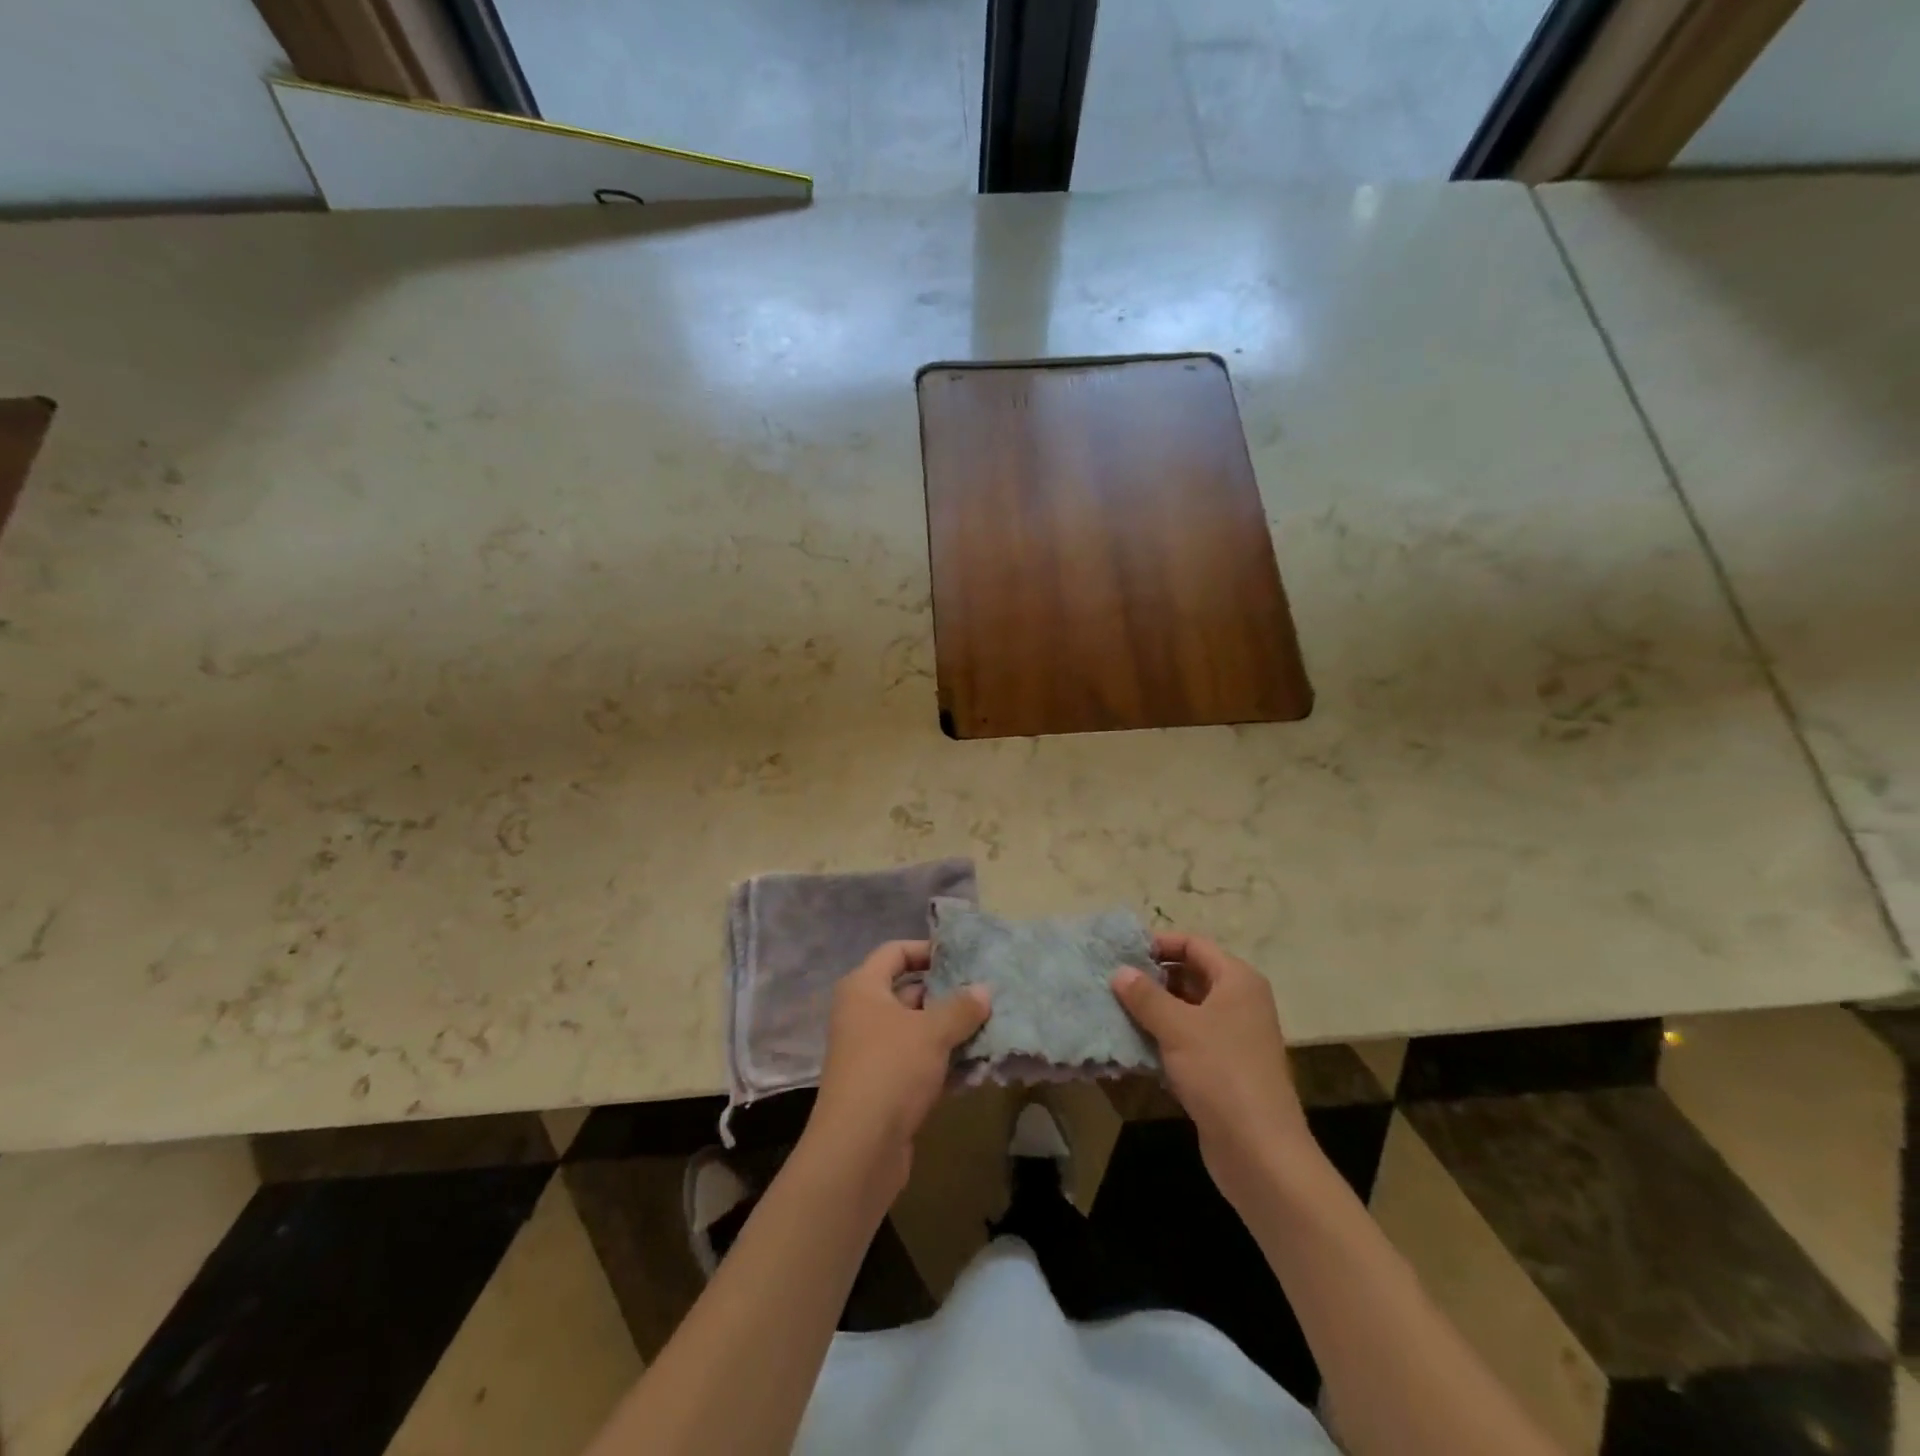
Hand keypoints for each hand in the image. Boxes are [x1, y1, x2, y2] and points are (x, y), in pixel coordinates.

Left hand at [807, 940, 990, 1201]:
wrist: (858, 1150)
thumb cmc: (891, 1070)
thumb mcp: (932, 1032)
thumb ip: (961, 1007)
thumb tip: (984, 989)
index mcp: (863, 989)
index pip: (894, 952)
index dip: (926, 950)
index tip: (961, 957)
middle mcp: (862, 1015)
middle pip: (908, 992)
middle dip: (946, 993)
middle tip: (985, 994)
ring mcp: (871, 1053)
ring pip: (916, 1030)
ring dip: (949, 1031)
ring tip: (991, 1027)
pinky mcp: (883, 1087)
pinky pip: (918, 1063)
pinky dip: (943, 1062)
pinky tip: (976, 1067)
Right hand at [1112, 933, 1317, 1207]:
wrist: (1259, 1151)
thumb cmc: (1221, 1073)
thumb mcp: (1177, 1027)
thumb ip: (1145, 996)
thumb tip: (1119, 971)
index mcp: (1237, 981)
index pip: (1194, 944)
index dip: (1159, 943)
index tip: (1122, 952)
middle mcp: (1239, 1002)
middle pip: (1190, 974)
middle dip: (1152, 977)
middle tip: (1112, 981)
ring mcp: (1233, 1037)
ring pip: (1186, 1009)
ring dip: (1153, 1009)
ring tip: (1114, 1009)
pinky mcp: (1222, 1068)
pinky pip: (1187, 1040)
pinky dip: (1162, 1038)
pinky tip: (1132, 1044)